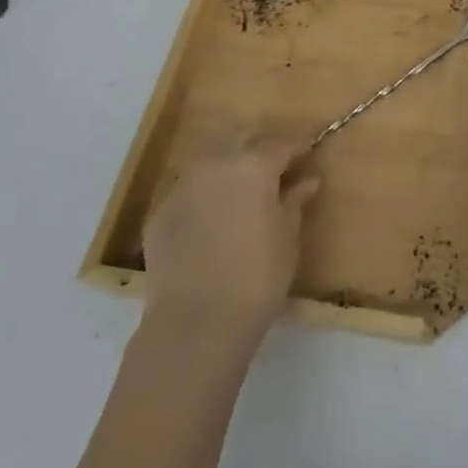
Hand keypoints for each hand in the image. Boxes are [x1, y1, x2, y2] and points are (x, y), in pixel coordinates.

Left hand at [141, 139, 320, 345]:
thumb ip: (295, 201)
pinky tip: (212, 223)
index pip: (281, 143)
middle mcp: (215, 165)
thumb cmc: (258, 276)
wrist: (195, 323)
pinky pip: (189, 193)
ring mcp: (182, 188)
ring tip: (242, 195)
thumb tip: (307, 180)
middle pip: (242, 144)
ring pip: (210, 164)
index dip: (298, 148)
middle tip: (276, 174)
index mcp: (253, 165)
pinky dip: (205, 197)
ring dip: (229, 170)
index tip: (308, 156)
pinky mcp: (159, 215)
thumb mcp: (288, 237)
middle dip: (260, 153)